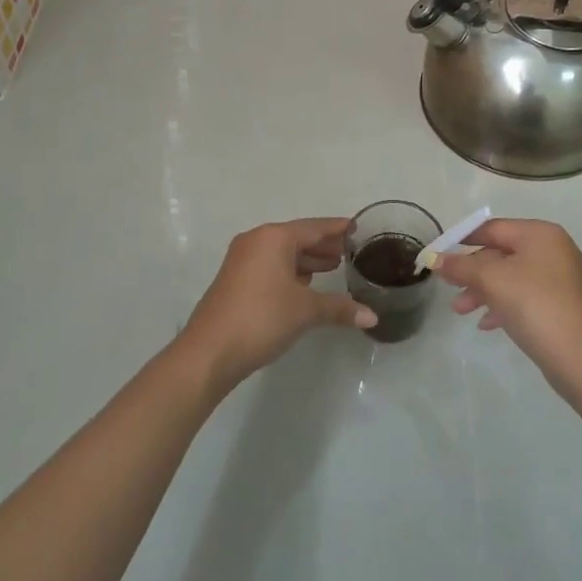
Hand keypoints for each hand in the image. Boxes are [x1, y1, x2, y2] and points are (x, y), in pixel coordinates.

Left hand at [180, 218, 374, 389]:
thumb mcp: (305, 311)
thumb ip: (339, 308)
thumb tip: (372, 317)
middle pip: (297, 238)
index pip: (313, 227)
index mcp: (273, 238)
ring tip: (333, 267)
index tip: (357, 227)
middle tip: (350, 251)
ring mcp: (241, 261)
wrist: (209, 353)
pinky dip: (290, 272)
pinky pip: (270, 267)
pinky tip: (305, 285)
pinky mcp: (235, 281)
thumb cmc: (261, 318)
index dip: (337, 229)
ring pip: (282, 254)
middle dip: (323, 245)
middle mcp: (256, 241)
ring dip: (306, 260)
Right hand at [436, 219, 581, 384]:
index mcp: (540, 234)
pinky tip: (486, 324)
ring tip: (461, 311)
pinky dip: (502, 305)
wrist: (578, 357)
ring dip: (483, 291)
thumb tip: (434, 258)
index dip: (462, 239)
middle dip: (472, 272)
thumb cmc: (534, 304)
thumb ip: (461, 266)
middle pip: (501, 253)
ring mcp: (559, 278)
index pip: (492, 228)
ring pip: (510, 277)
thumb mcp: (492, 280)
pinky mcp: (560, 305)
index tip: (438, 255)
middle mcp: (552, 249)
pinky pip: (523, 297)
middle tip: (449, 289)